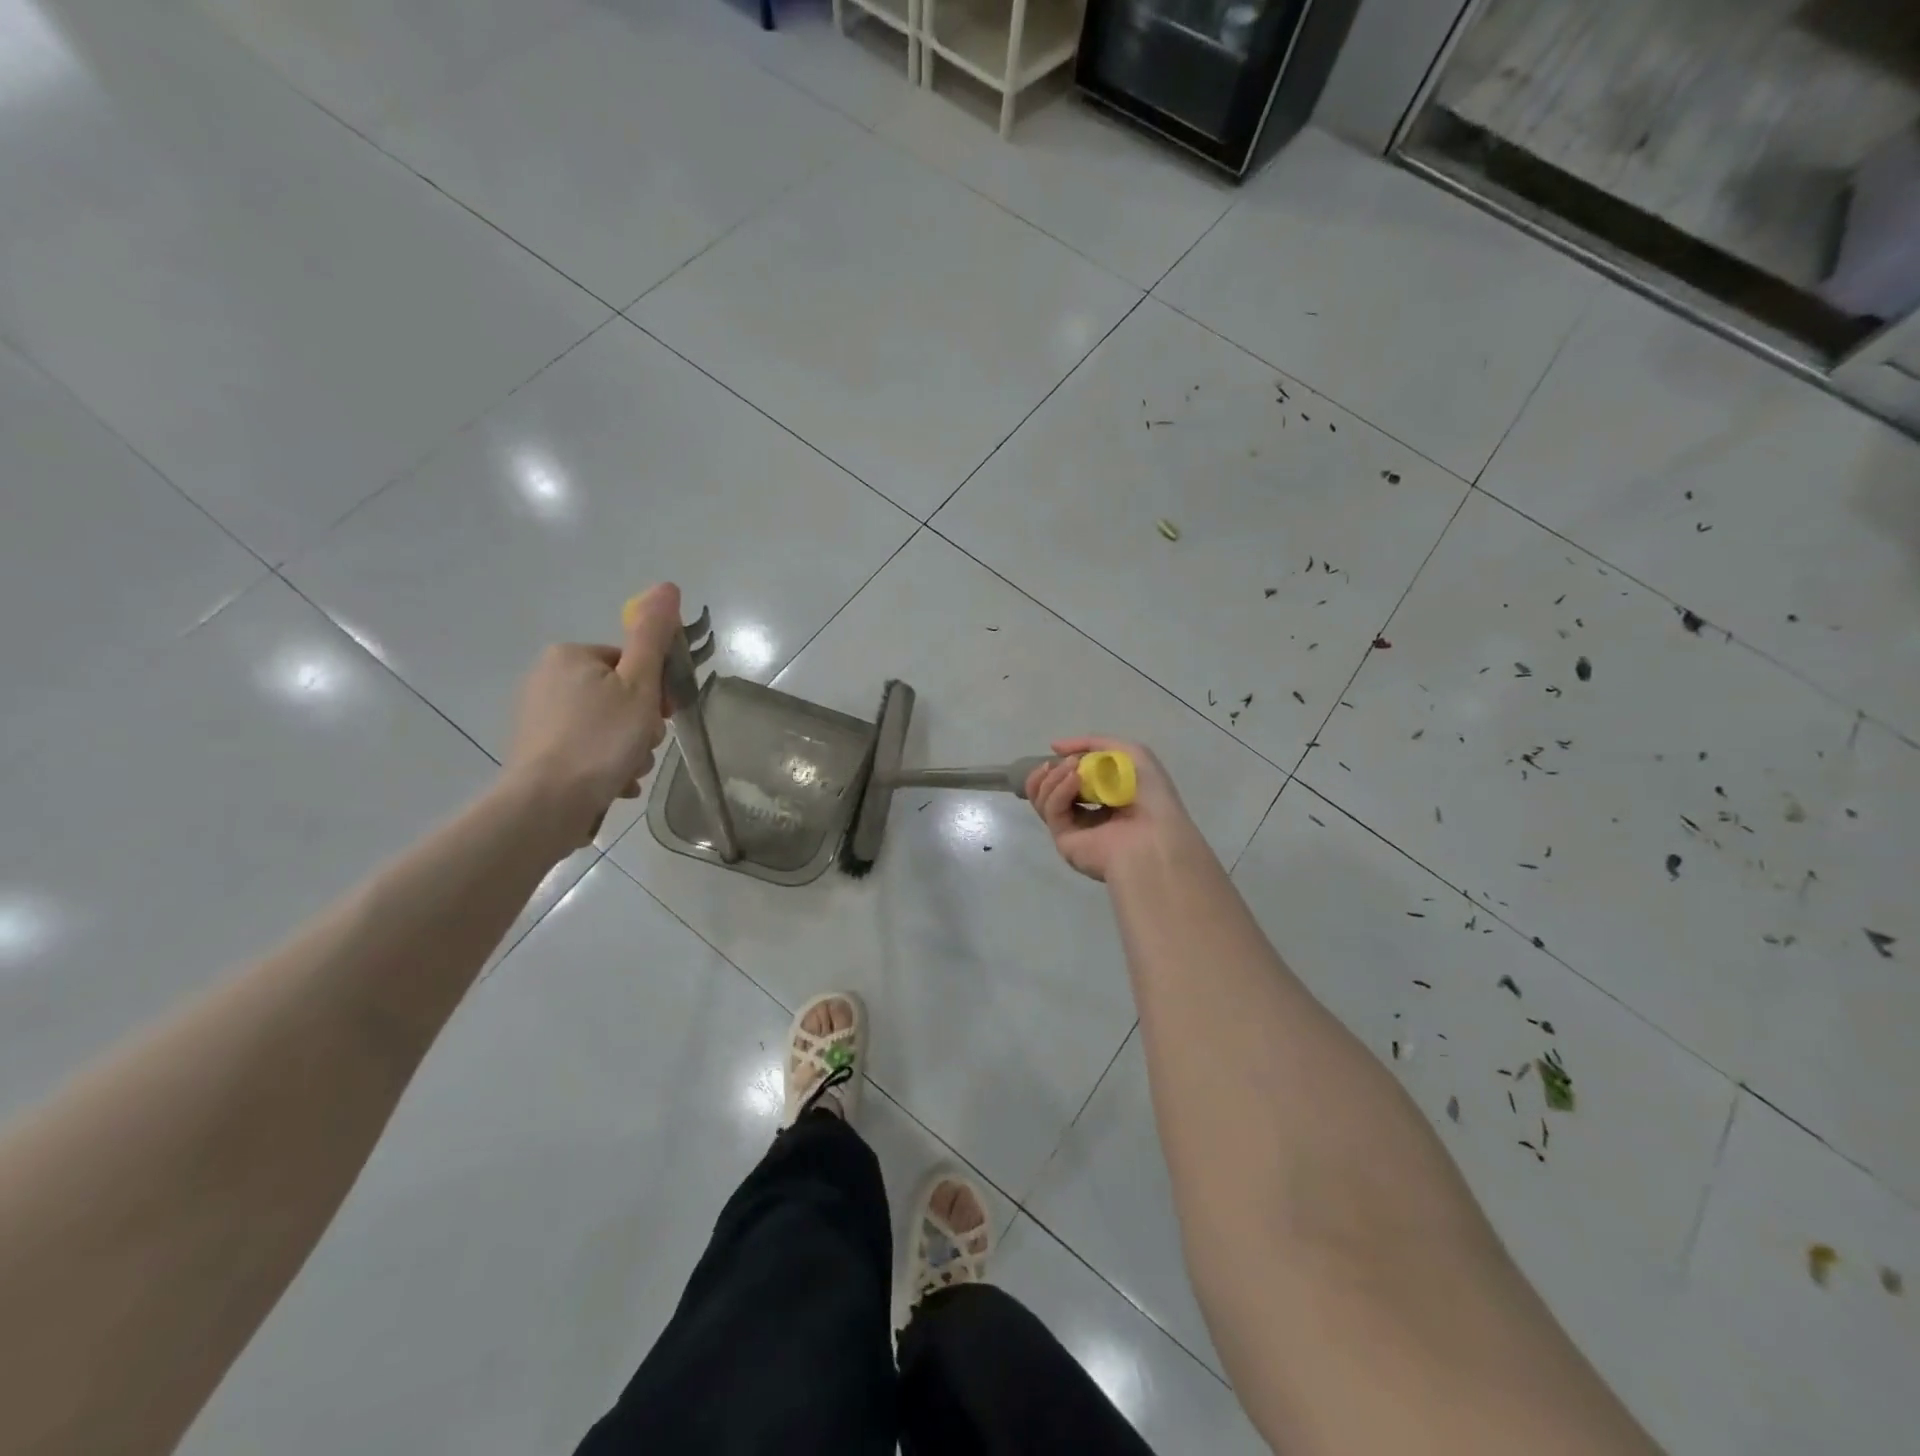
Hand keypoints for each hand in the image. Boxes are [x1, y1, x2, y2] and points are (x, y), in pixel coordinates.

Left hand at [504, 583, 681, 845]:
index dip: (653, 692)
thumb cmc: (600, 739)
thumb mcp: (639, 685)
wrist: (547, 804)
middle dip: (640, 725)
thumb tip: (668, 586)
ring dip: (628, 749)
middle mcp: (546, 679)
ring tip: (628, 771)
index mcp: (569, 656)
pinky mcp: (537, 751)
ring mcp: (538, 717)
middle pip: (619, 695)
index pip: (631, 664)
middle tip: (642, 747)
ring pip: (606, 726)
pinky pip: (587, 750)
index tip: (660, 718)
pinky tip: (615, 785)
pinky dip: (606, 765)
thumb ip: (653, 636)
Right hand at [1024, 738, 1193, 882]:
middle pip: (1050, 789)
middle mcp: (1087, 814)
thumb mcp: (1132, 754)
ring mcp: (1074, 828)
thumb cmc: (1152, 797)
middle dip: (1049, 771)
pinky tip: (1074, 780)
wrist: (1155, 839)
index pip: (1071, 778)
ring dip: (1053, 778)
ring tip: (1071, 768)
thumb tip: (1055, 746)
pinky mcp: (1063, 840)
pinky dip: (1059, 791)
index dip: (1062, 763)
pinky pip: (1053, 810)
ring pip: (1044, 798)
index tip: (1058, 750)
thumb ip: (1095, 743)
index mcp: (1106, 797)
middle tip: (1055, 762)